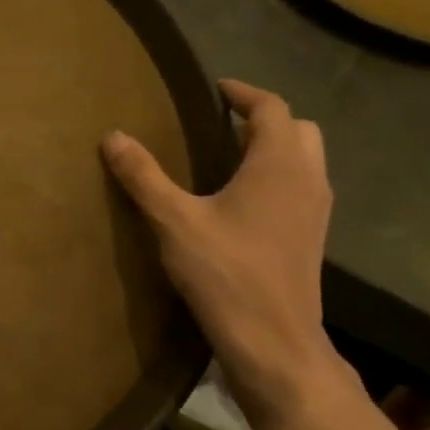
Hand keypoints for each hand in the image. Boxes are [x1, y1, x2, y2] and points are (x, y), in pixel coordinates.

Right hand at [102, 80, 343, 418]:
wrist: (273, 340)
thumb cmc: (225, 273)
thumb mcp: (174, 221)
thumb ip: (144, 176)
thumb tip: (113, 136)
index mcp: (278, 164)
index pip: (271, 108)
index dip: (243, 93)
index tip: (216, 88)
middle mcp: (307, 179)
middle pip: (298, 129)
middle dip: (264, 118)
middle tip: (223, 123)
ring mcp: (316, 211)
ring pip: (305, 159)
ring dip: (274, 148)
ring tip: (229, 156)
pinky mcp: (312, 237)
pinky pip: (301, 187)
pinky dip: (278, 176)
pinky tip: (243, 201)